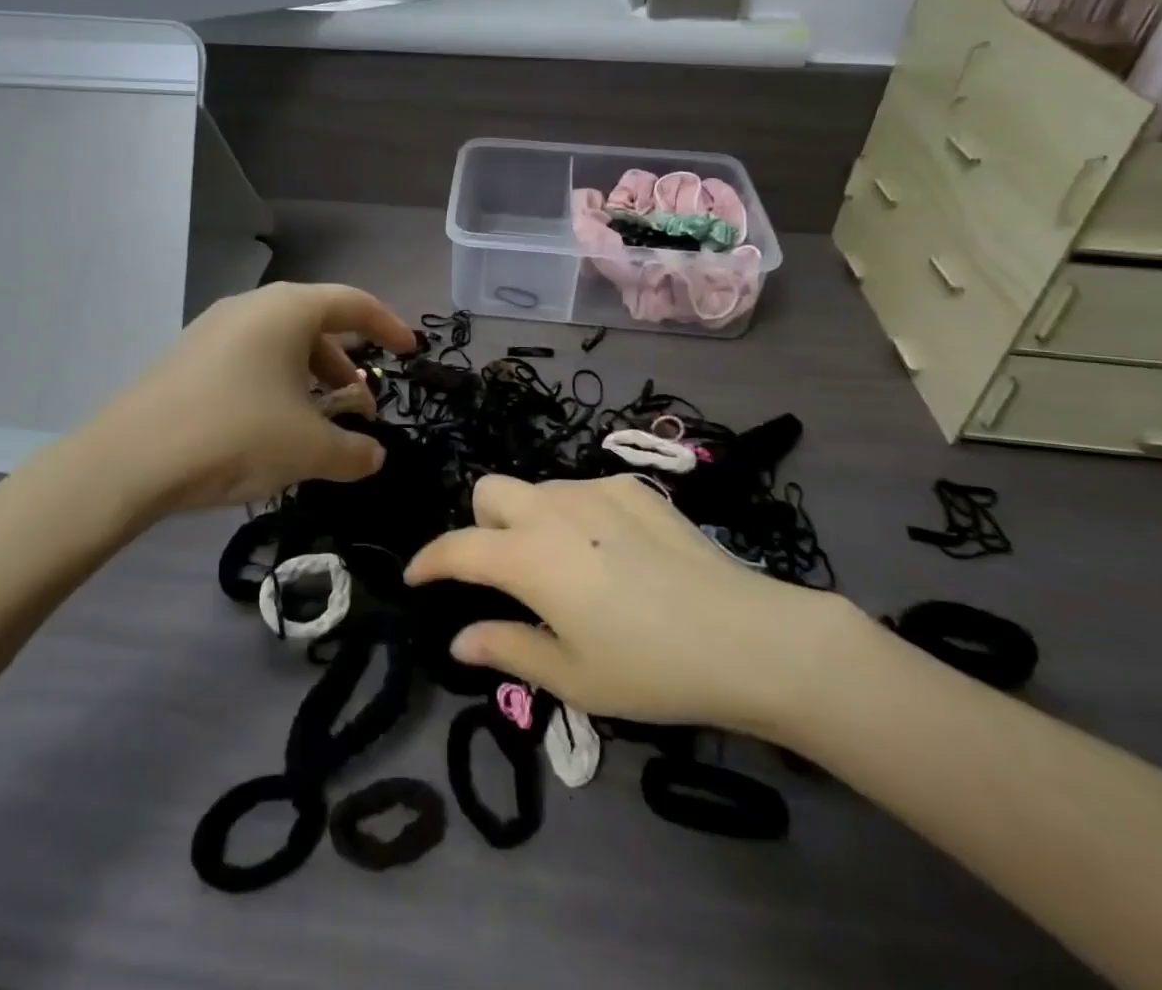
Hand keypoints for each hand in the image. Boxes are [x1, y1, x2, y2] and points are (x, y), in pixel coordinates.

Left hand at [79, 282, 414, 518]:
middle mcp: (252, 306)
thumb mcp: (309, 449)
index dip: (388, 325)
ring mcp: (214, 328)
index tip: (409, 351)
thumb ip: (355, 452)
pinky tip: (273, 425)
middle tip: (362, 403)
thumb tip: (374, 456)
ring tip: (319, 421)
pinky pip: (250, 358)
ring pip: (281, 343)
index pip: (354, 303)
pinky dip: (276, 383)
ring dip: (310, 377)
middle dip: (346, 363)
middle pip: (316, 324)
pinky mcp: (189, 355)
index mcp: (288, 310)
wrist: (130, 459)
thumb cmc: (236, 435)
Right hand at [404, 474, 856, 737]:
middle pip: (489, 491)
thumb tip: (458, 640)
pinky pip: (582, 492)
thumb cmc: (649, 667)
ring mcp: (594, 491)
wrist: (745, 636)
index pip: (458, 547)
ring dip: (530, 519)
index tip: (415, 576)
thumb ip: (507, 647)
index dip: (429, 560)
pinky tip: (613, 553)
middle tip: (507, 572)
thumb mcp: (571, 675)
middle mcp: (551, 509)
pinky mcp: (632, 487)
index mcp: (528, 556)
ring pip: (537, 489)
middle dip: (482, 525)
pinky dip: (576, 516)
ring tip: (567, 568)